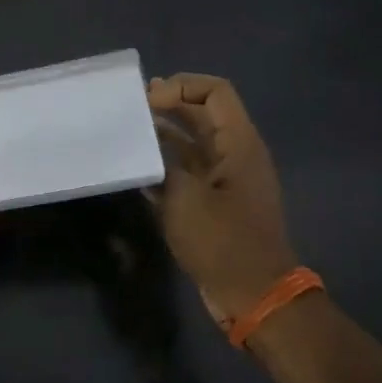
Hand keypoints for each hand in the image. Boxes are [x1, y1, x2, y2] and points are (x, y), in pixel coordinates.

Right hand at [147, 73, 299, 324]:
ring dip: (162, 135)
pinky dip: (164, 165)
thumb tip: (143, 144)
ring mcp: (224, 180)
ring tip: (128, 134)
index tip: (148, 100)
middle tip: (131, 108)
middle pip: (202, 114)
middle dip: (168, 105)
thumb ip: (162, 163)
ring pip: (192, 143)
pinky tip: (136, 169)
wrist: (253, 296)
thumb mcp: (185, 198)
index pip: (215, 92)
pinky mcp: (213, 203)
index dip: (181, 86)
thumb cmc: (223, 242)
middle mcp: (234, 155)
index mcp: (239, 144)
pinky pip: (187, 172)